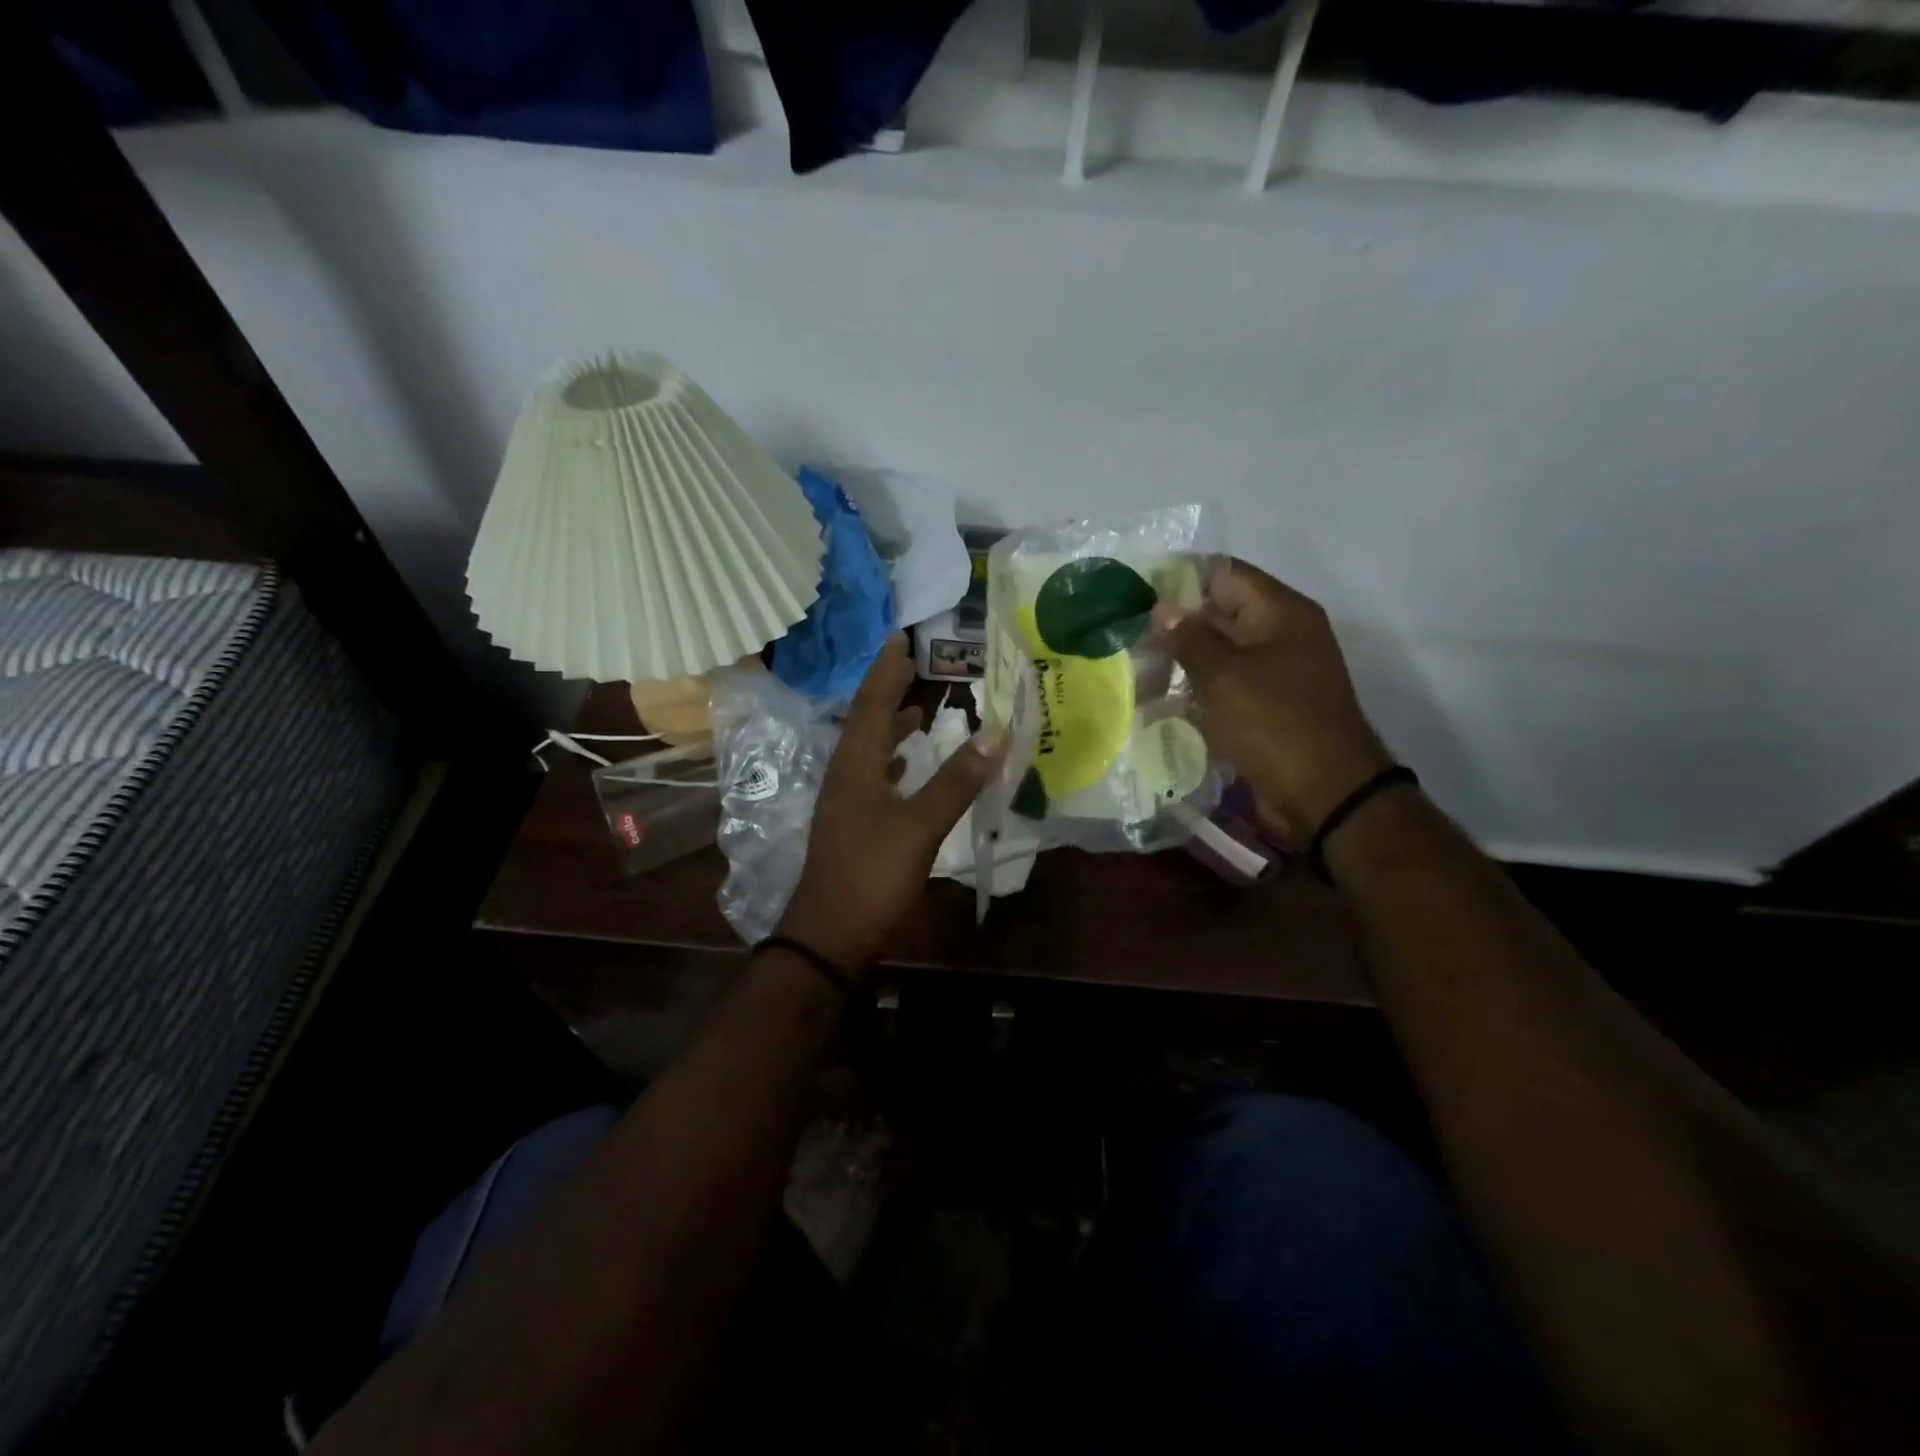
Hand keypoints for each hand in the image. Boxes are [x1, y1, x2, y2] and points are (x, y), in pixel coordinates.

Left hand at [778, 634, 1004, 979]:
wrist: (830, 935)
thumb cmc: (872, 873)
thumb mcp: (920, 825)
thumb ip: (957, 780)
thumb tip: (995, 733)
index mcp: (855, 764)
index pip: (870, 702)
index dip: (886, 670)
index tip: (900, 638)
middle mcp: (845, 774)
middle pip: (866, 720)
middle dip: (889, 691)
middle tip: (914, 665)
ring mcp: (845, 802)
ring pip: (869, 750)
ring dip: (891, 727)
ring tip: (918, 712)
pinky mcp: (853, 825)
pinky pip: (873, 777)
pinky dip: (892, 761)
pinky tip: (906, 767)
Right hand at [1162, 560, 1391, 841]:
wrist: (1324, 795)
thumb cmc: (1275, 724)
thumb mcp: (1224, 676)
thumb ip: (1189, 637)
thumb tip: (1162, 609)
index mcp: (1280, 613)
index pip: (1224, 574)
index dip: (1179, 579)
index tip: (1136, 594)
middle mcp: (1280, 635)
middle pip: (1219, 614)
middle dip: (1174, 626)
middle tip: (1127, 637)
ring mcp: (1274, 673)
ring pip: (1217, 654)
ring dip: (1180, 662)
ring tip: (1135, 672)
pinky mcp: (1264, 707)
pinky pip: (1224, 687)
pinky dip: (1195, 691)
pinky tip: (1159, 702)